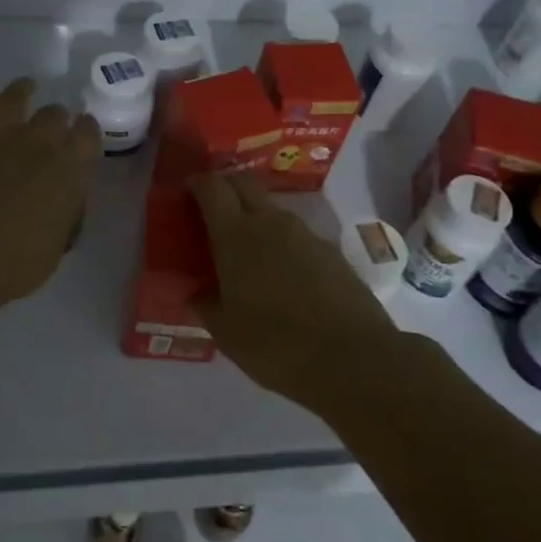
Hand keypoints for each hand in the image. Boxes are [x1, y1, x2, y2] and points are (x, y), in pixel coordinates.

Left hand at [0, 78, 99, 313]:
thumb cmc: (18, 262)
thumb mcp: (56, 244)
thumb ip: (62, 215)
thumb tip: (59, 203)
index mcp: (69, 170)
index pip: (88, 135)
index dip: (88, 130)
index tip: (85, 132)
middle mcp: (38, 144)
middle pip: (54, 114)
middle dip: (58, 116)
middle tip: (55, 123)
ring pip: (14, 98)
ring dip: (22, 90)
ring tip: (26, 87)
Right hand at [189, 172, 398, 410]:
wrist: (353, 358)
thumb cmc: (276, 345)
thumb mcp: (227, 333)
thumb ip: (206, 305)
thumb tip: (195, 292)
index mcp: (236, 235)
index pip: (212, 187)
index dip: (198, 183)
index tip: (188, 190)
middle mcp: (270, 222)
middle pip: (244, 183)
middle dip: (226, 186)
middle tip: (214, 209)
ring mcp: (305, 233)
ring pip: (272, 209)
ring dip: (255, 217)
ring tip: (247, 250)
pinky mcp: (330, 250)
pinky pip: (296, 234)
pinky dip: (282, 242)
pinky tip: (282, 273)